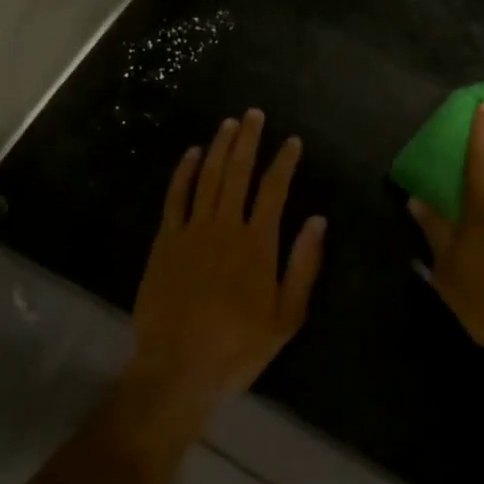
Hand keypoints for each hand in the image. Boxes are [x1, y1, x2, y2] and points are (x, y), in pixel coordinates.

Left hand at [128, 110, 325, 420]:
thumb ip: (303, 265)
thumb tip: (318, 220)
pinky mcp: (165, 241)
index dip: (284, 161)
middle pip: (238, 171)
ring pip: (207, 177)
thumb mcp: (286, 316)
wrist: (177, 370)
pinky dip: (183, 172)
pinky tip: (190, 153)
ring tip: (229, 123)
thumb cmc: (238, 347)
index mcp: (258, 243)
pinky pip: (175, 197)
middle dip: (248, 140)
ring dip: (219, 147)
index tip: (292, 141)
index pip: (274, 189)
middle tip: (254, 114)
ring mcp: (192, 230)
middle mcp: (226, 226)